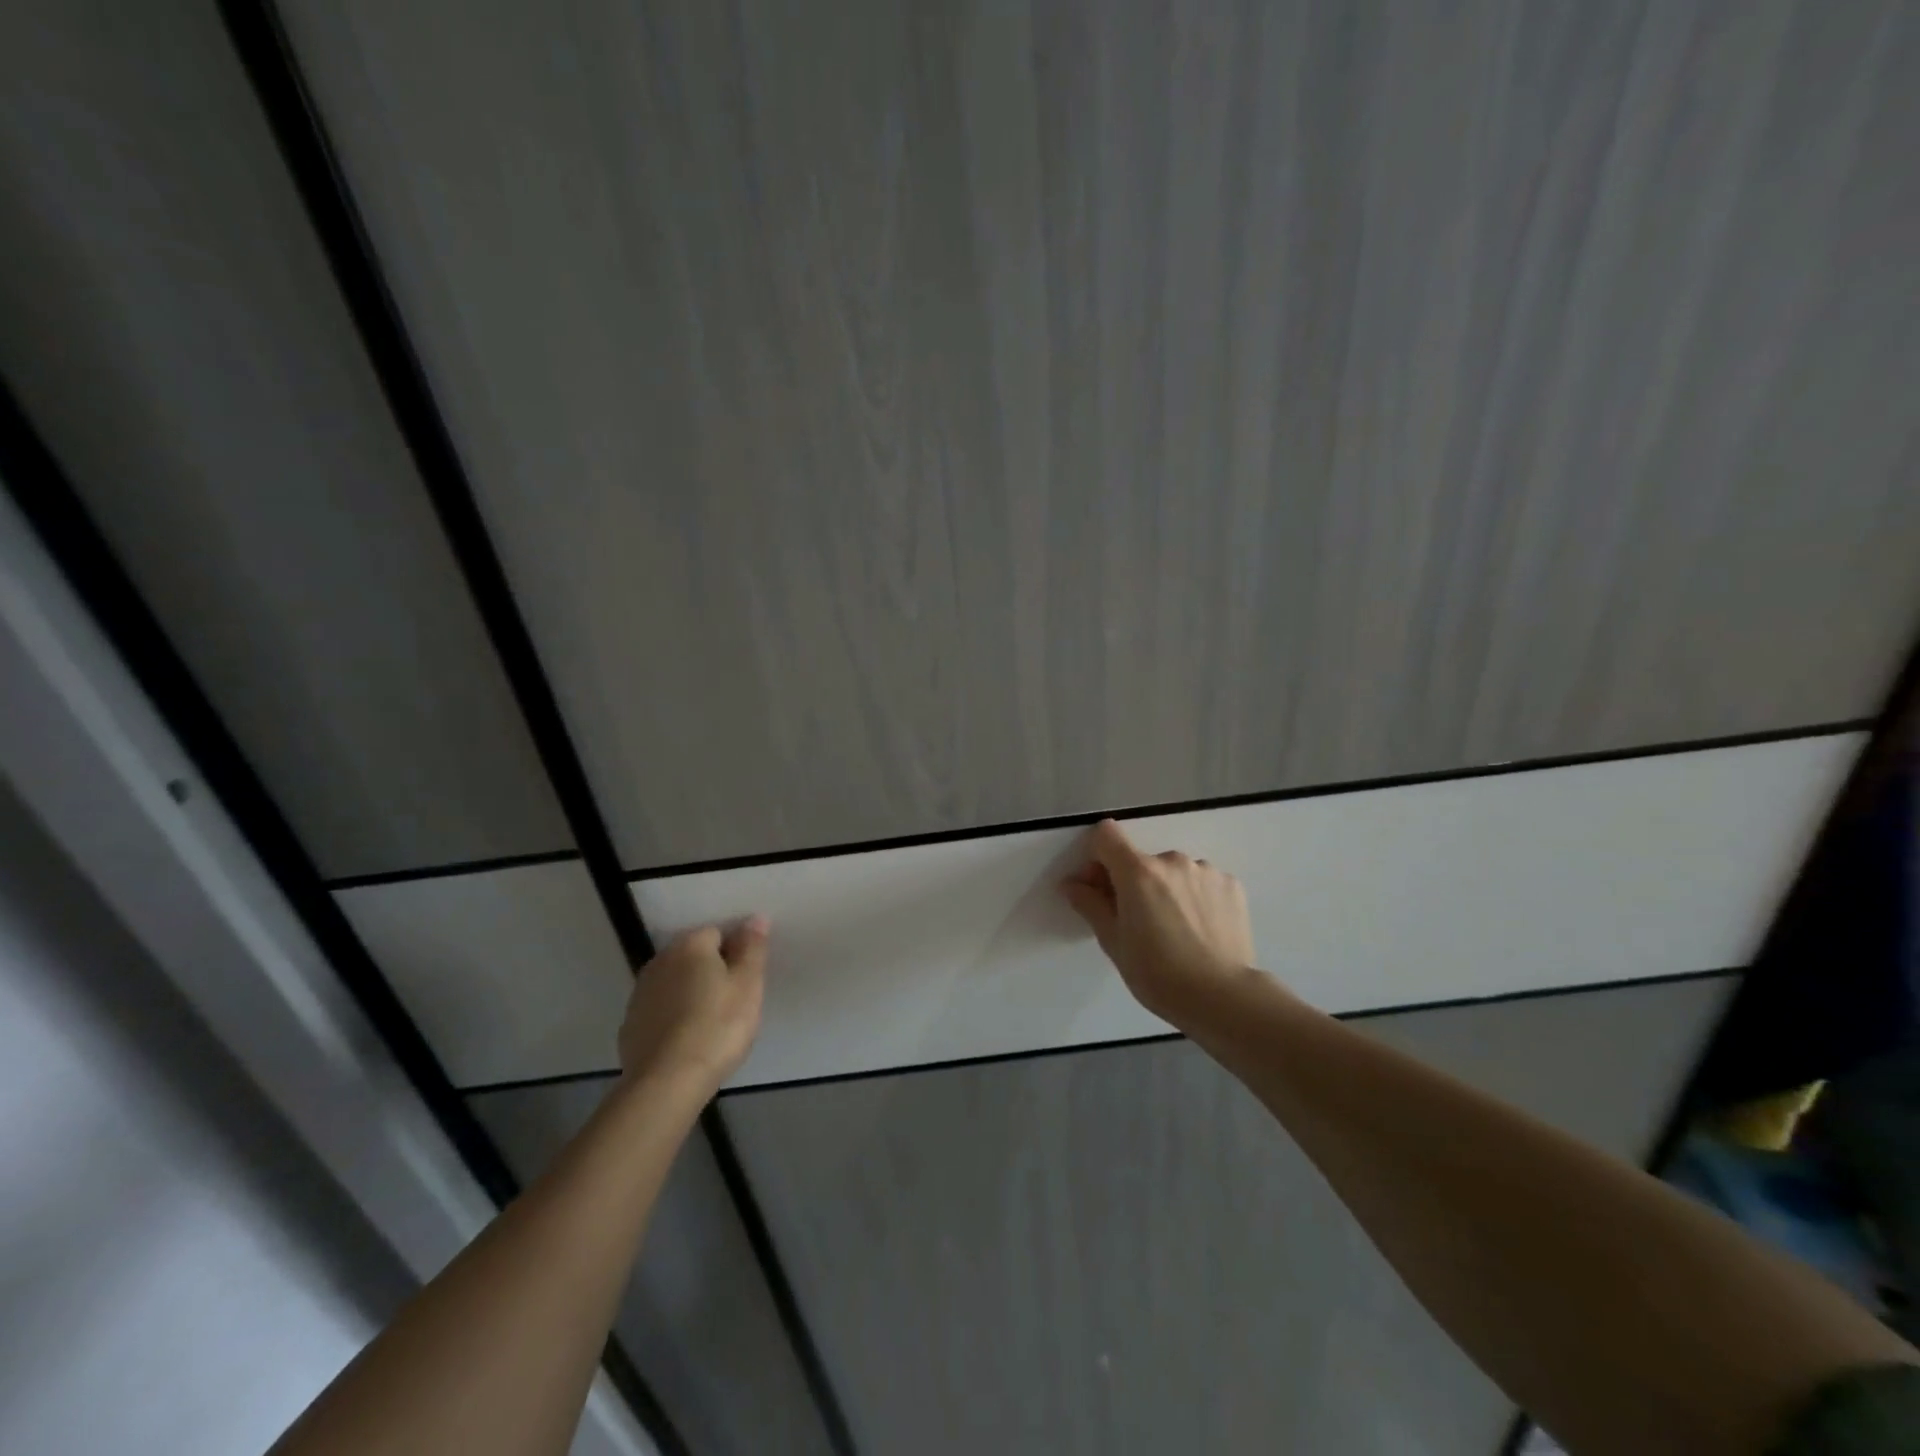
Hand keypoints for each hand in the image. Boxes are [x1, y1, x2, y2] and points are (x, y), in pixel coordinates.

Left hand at [618, 918, 768, 1089]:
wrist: (667, 1083)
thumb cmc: (717, 1027)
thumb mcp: (748, 984)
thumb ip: (752, 948)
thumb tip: (755, 918)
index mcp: (690, 945)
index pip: (719, 932)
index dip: (737, 952)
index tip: (748, 978)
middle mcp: (660, 961)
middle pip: (694, 956)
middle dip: (713, 970)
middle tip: (734, 1000)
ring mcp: (640, 994)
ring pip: (675, 982)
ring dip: (692, 992)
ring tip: (712, 1022)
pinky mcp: (630, 1025)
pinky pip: (661, 1010)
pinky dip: (674, 1016)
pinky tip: (688, 1039)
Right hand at [1061, 820, 1254, 1021]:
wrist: (1222, 997)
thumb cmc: (1157, 974)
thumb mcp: (1113, 942)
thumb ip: (1090, 904)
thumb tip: (1072, 883)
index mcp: (1137, 871)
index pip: (1106, 835)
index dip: (1098, 856)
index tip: (1102, 887)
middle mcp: (1172, 860)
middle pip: (1142, 859)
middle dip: (1135, 882)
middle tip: (1141, 922)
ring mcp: (1205, 870)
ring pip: (1174, 872)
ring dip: (1168, 889)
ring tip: (1178, 929)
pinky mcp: (1232, 885)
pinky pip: (1203, 882)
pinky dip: (1197, 898)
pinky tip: (1201, 929)